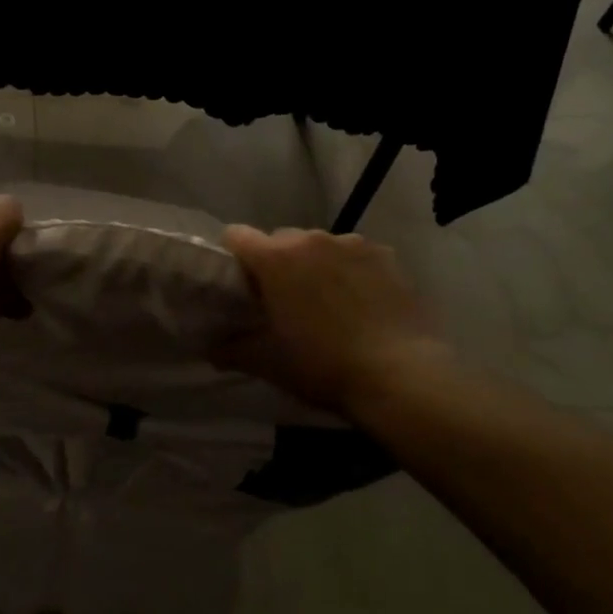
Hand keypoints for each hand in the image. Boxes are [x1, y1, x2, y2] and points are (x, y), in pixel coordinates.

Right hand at [215, 226, 446, 413]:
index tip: (240, 286)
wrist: (402, 377)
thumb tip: (210, 347)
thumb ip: (231, 349)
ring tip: (328, 304)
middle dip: (276, 264)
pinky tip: (362, 304)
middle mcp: (312, 239)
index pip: (236, 235)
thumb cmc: (323, 366)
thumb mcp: (268, 363)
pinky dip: (350, 271)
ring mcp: (353, 244)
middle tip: (284, 302)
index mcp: (275, 258)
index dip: (233, 258)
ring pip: (319, 246)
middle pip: (280, 240)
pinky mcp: (387, 256)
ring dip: (315, 265)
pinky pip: (355, 255)